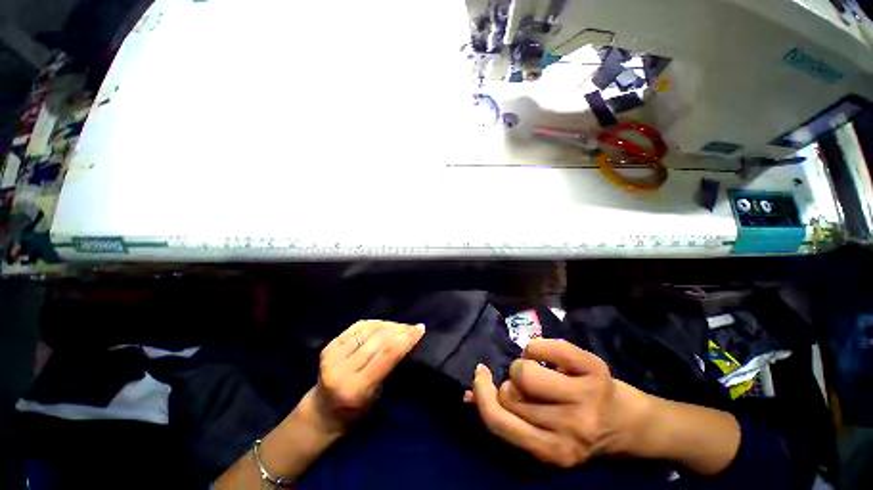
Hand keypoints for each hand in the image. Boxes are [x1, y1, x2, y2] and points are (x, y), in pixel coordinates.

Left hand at [312, 320, 425, 433]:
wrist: (323, 412)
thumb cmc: (356, 411)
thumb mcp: (378, 395)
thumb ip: (389, 367)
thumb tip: (406, 340)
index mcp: (356, 388)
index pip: (387, 354)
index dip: (406, 338)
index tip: (420, 329)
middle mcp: (342, 369)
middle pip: (379, 338)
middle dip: (400, 329)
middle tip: (413, 327)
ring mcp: (332, 356)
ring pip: (369, 329)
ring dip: (388, 325)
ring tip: (400, 326)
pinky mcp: (328, 346)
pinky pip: (357, 327)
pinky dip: (374, 323)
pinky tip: (383, 325)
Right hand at [465, 338, 652, 467]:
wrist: (628, 421)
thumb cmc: (578, 428)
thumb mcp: (542, 435)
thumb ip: (505, 417)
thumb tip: (467, 396)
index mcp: (552, 451)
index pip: (500, 422)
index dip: (482, 395)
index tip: (481, 375)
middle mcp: (569, 430)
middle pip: (510, 392)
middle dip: (511, 383)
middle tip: (527, 386)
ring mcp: (584, 398)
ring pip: (523, 370)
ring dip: (522, 365)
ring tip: (537, 370)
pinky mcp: (592, 368)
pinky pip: (541, 347)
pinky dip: (535, 348)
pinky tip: (548, 357)